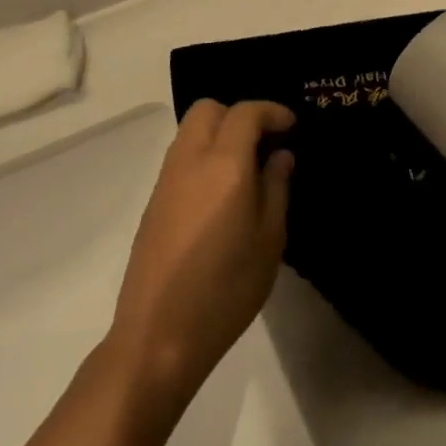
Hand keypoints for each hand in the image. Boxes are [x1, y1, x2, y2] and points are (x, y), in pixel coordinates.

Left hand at [107, 101, 294, 421]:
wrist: (159, 336)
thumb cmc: (227, 289)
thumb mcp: (269, 239)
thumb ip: (276, 188)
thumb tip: (280, 156)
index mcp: (223, 166)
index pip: (246, 112)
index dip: (272, 112)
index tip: (292, 127)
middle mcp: (189, 162)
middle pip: (208, 109)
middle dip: (240, 114)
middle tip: (265, 143)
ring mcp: (165, 182)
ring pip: (190, 131)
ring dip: (219, 133)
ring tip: (247, 167)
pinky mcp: (153, 203)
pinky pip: (180, 157)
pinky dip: (204, 155)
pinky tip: (222, 192)